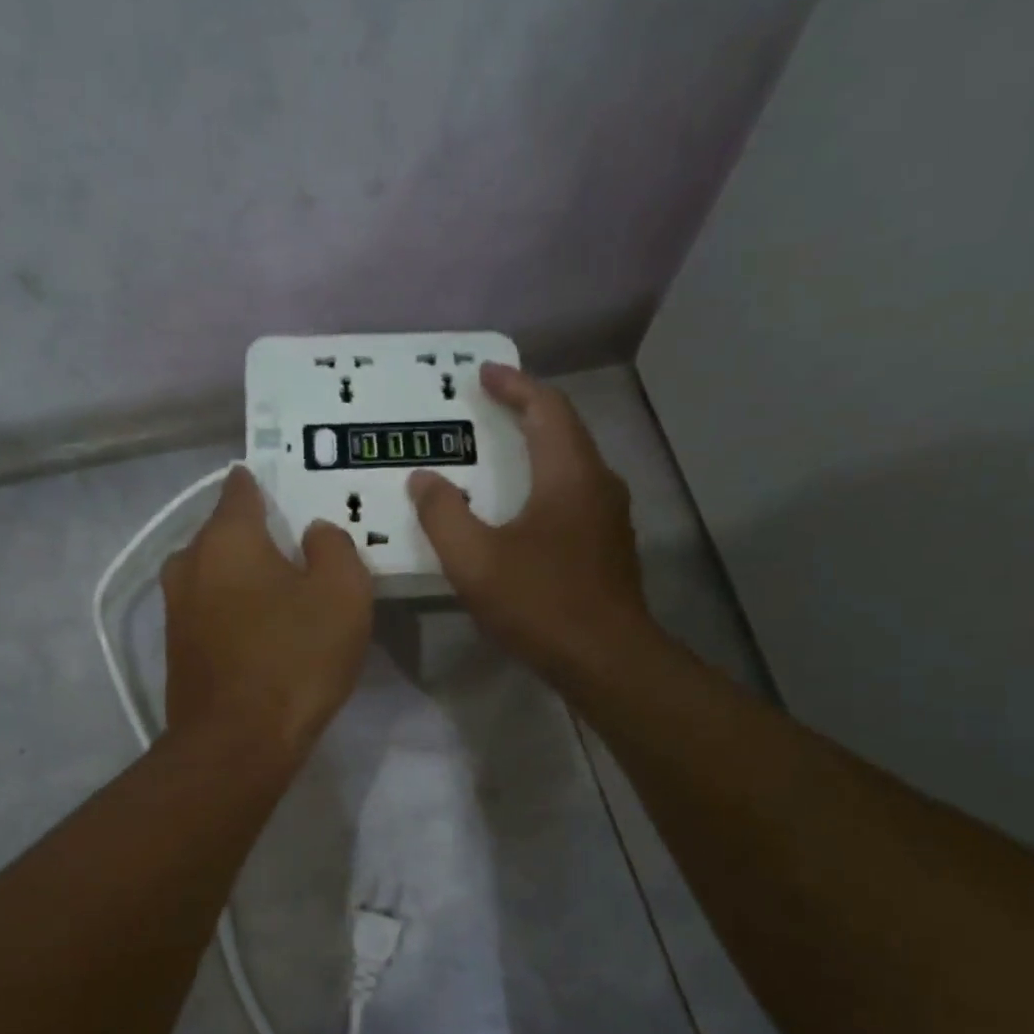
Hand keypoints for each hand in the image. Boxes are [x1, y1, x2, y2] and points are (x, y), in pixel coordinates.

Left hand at [162, 466, 372, 763]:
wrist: (235, 743)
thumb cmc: (294, 658)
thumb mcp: (342, 594)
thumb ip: (334, 548)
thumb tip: (314, 533)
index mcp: (227, 537)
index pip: (241, 487)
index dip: (267, 483)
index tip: (292, 490)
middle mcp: (190, 562)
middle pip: (225, 531)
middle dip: (258, 534)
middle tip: (300, 550)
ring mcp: (176, 607)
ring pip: (215, 572)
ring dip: (244, 575)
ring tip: (282, 591)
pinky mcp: (176, 646)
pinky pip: (210, 608)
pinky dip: (233, 608)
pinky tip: (261, 629)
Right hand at [410, 363, 647, 682]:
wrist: (606, 660)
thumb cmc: (540, 603)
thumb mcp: (475, 561)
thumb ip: (443, 515)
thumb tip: (424, 480)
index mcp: (569, 474)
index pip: (546, 407)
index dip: (514, 385)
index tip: (483, 373)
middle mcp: (598, 484)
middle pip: (564, 430)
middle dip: (527, 410)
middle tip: (488, 406)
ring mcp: (609, 518)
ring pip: (573, 465)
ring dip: (538, 448)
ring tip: (501, 452)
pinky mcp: (609, 548)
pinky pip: (575, 496)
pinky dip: (546, 483)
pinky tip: (523, 509)